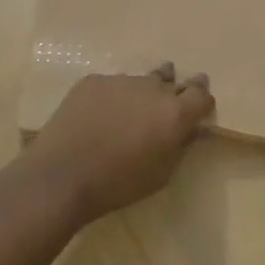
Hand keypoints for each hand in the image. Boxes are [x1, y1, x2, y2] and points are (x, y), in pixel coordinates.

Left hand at [29, 63, 214, 220]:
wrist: (62, 175)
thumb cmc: (118, 183)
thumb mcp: (161, 174)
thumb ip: (181, 146)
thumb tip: (191, 129)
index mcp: (175, 113)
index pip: (201, 93)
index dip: (202, 97)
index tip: (199, 103)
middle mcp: (152, 88)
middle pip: (171, 81)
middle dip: (174, 90)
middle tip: (168, 103)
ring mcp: (121, 80)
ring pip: (140, 81)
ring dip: (142, 93)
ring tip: (130, 111)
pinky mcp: (93, 81)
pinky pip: (111, 85)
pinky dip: (112, 97)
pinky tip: (99, 116)